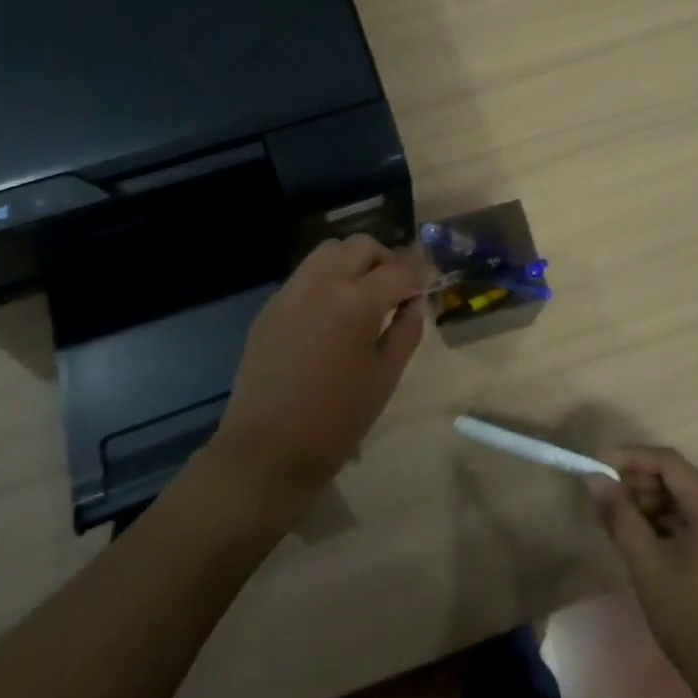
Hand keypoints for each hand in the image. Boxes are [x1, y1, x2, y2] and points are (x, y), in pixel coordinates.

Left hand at [210, 236, 429, 516]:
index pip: (399, 270)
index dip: (420, 273)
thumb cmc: (336, 421)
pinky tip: (333, 314)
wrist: (266, 451)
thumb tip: (415, 303)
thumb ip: (406, 331)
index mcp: (356, 302)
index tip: (430, 281)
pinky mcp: (270, 307)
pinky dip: (328, 279)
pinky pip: (306, 275)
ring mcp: (291, 291)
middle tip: (397, 288)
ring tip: (365, 295)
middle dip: (386, 260)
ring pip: (328, 252)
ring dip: (354, 263)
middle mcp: (322, 283)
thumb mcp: (385, 377)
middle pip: (360, 246)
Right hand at [588, 447, 697, 697]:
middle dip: (639, 483)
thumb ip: (620, 515)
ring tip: (618, 522)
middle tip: (605, 501)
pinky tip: (644, 539)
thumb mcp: (647, 565)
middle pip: (679, 478)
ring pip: (687, 499)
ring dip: (652, 503)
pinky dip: (670, 521)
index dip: (630, 458)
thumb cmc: (692, 622)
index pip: (668, 461)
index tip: (597, 466)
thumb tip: (595, 478)